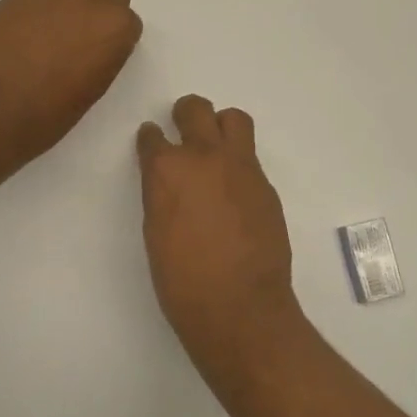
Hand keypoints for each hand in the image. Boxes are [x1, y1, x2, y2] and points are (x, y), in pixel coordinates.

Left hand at [0, 0, 142, 169]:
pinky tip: (24, 34)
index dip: (114, 36)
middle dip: (102, 0)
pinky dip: (40, 6)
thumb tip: (91, 43)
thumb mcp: (92, 88)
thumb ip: (101, 54)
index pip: (129, 18)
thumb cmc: (48, 115)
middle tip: (83, 30)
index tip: (101, 53)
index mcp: (114, 27)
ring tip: (52, 29)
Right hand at [137, 95, 306, 378]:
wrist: (239, 306)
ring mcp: (241, 167)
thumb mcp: (156, 233)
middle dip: (185, 114)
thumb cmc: (182, 281)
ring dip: (220, 125)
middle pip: (195, 110)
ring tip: (216, 147)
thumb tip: (169, 183)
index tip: (151, 142)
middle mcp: (204, 157)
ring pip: (234, 119)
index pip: (153, 137)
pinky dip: (239, 163)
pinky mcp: (266, 185)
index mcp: (167, 170)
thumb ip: (161, 195)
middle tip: (183, 128)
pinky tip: (234, 189)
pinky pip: (251, 157)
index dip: (151, 139)